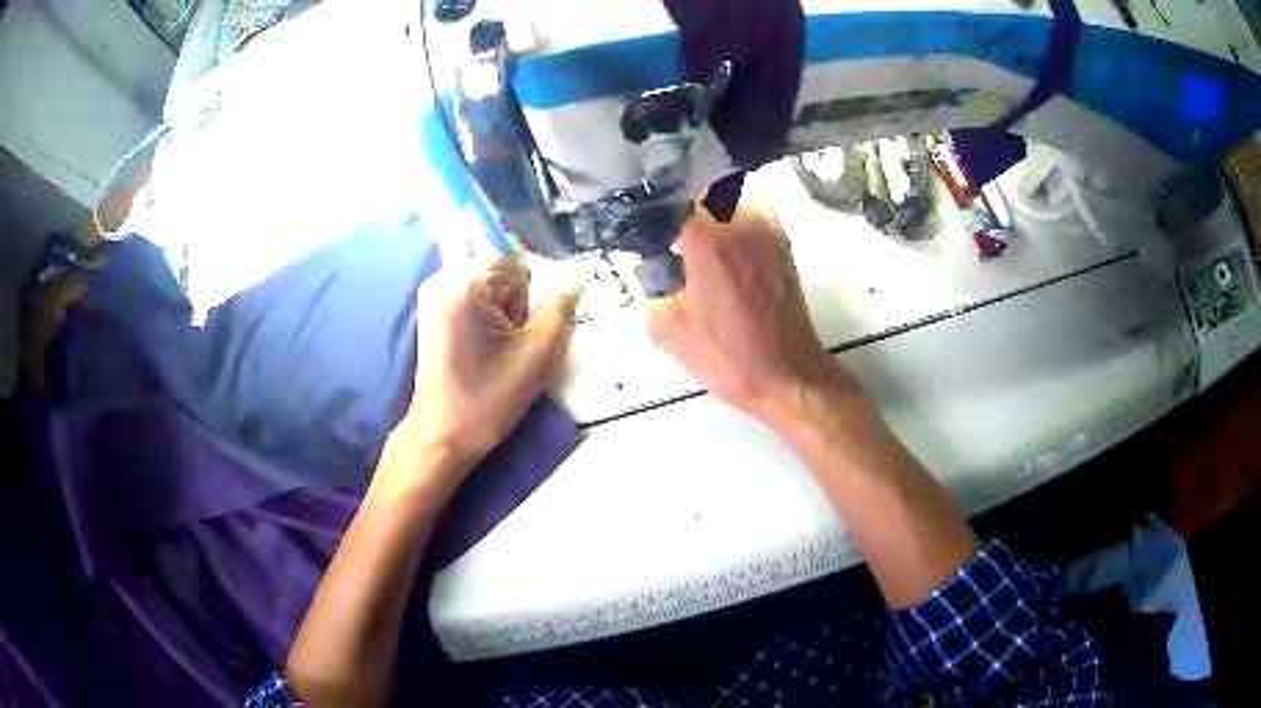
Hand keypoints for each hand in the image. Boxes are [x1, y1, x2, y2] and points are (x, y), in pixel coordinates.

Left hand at [403, 258, 579, 474]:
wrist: (442, 435)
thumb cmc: (488, 398)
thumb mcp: (538, 354)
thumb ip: (561, 308)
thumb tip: (574, 278)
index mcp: (464, 283)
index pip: (519, 267)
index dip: (529, 302)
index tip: (519, 336)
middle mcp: (442, 278)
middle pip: (502, 275)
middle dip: (513, 308)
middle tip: (506, 348)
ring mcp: (431, 295)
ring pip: (489, 289)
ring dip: (499, 316)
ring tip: (492, 353)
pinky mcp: (430, 312)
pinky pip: (471, 300)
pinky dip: (482, 320)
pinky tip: (478, 351)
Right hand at [648, 200, 849, 423]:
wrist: (788, 376)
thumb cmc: (727, 358)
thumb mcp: (668, 328)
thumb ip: (651, 284)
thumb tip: (652, 260)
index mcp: (708, 241)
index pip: (668, 198)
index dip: (649, 206)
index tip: (637, 219)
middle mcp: (741, 222)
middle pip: (700, 189)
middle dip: (679, 203)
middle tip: (664, 228)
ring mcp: (768, 228)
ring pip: (728, 196)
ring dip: (708, 208)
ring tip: (692, 237)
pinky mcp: (782, 241)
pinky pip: (750, 213)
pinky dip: (732, 219)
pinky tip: (721, 249)